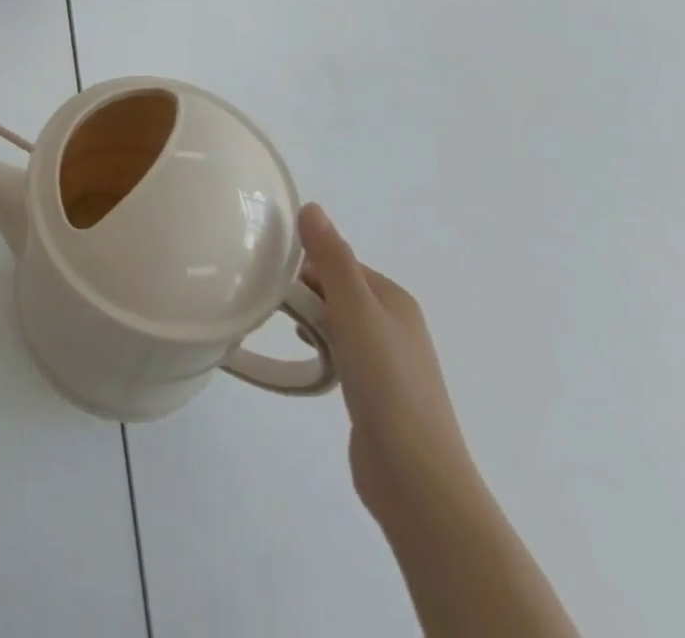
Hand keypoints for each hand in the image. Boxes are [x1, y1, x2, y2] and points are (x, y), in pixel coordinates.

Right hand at [298, 203, 479, 530]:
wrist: (417, 478)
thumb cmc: (386, 384)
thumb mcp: (355, 310)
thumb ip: (332, 257)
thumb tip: (311, 206)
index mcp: (394, 298)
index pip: (339, 261)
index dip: (305, 263)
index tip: (269, 273)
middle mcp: (395, 323)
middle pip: (338, 289)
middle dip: (305, 290)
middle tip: (268, 300)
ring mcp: (388, 361)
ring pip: (338, 321)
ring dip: (310, 318)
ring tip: (280, 326)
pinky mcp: (377, 394)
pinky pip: (341, 352)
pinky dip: (321, 347)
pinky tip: (307, 358)